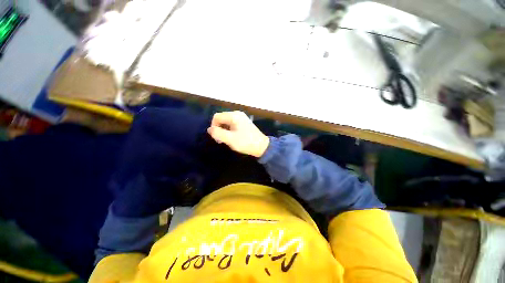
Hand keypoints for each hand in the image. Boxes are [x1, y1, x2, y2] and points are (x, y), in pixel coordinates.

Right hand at [207, 111, 269, 157]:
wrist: (262, 146)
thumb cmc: (245, 142)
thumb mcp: (230, 139)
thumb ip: (218, 133)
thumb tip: (210, 129)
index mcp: (234, 116)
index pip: (217, 117)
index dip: (213, 126)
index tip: (217, 137)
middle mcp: (237, 114)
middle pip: (222, 118)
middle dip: (219, 129)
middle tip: (222, 140)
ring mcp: (242, 118)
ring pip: (227, 122)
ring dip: (224, 130)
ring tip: (227, 140)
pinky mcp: (244, 123)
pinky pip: (232, 124)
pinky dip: (229, 130)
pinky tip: (233, 137)